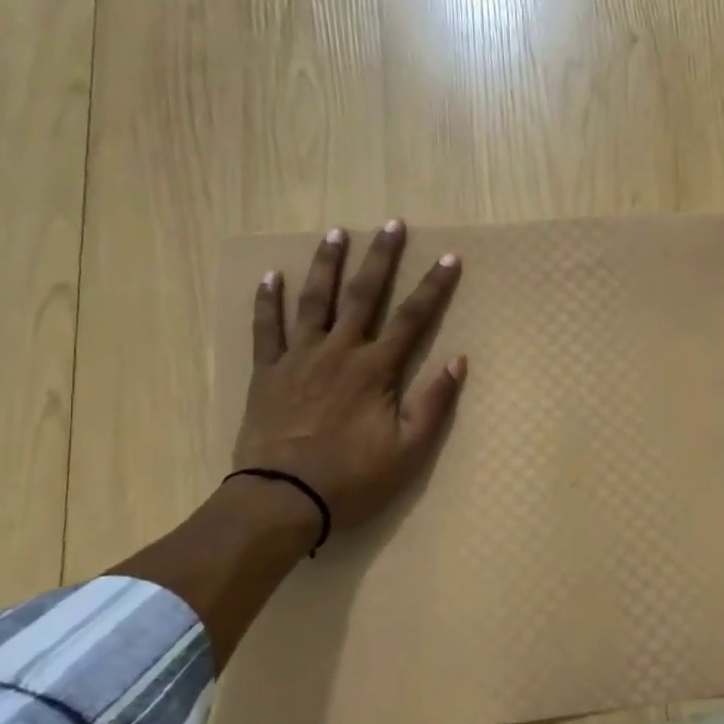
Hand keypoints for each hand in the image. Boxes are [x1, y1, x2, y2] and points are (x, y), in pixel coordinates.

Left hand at [232, 219, 465, 533]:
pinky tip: (271, 277)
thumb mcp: (408, 451)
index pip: (412, 318)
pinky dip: (267, 302)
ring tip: (336, 233)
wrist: (282, 500)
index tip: (450, 258)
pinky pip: (265, 329)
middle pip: (362, 295)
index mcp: (374, 370)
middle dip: (380, 258)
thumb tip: (458, 361)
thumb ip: (433, 404)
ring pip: (313, 301)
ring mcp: (298, 358)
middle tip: (391, 224)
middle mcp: (338, 352)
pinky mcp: (267, 373)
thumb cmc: (352, 478)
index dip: (433, 287)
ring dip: (327, 265)